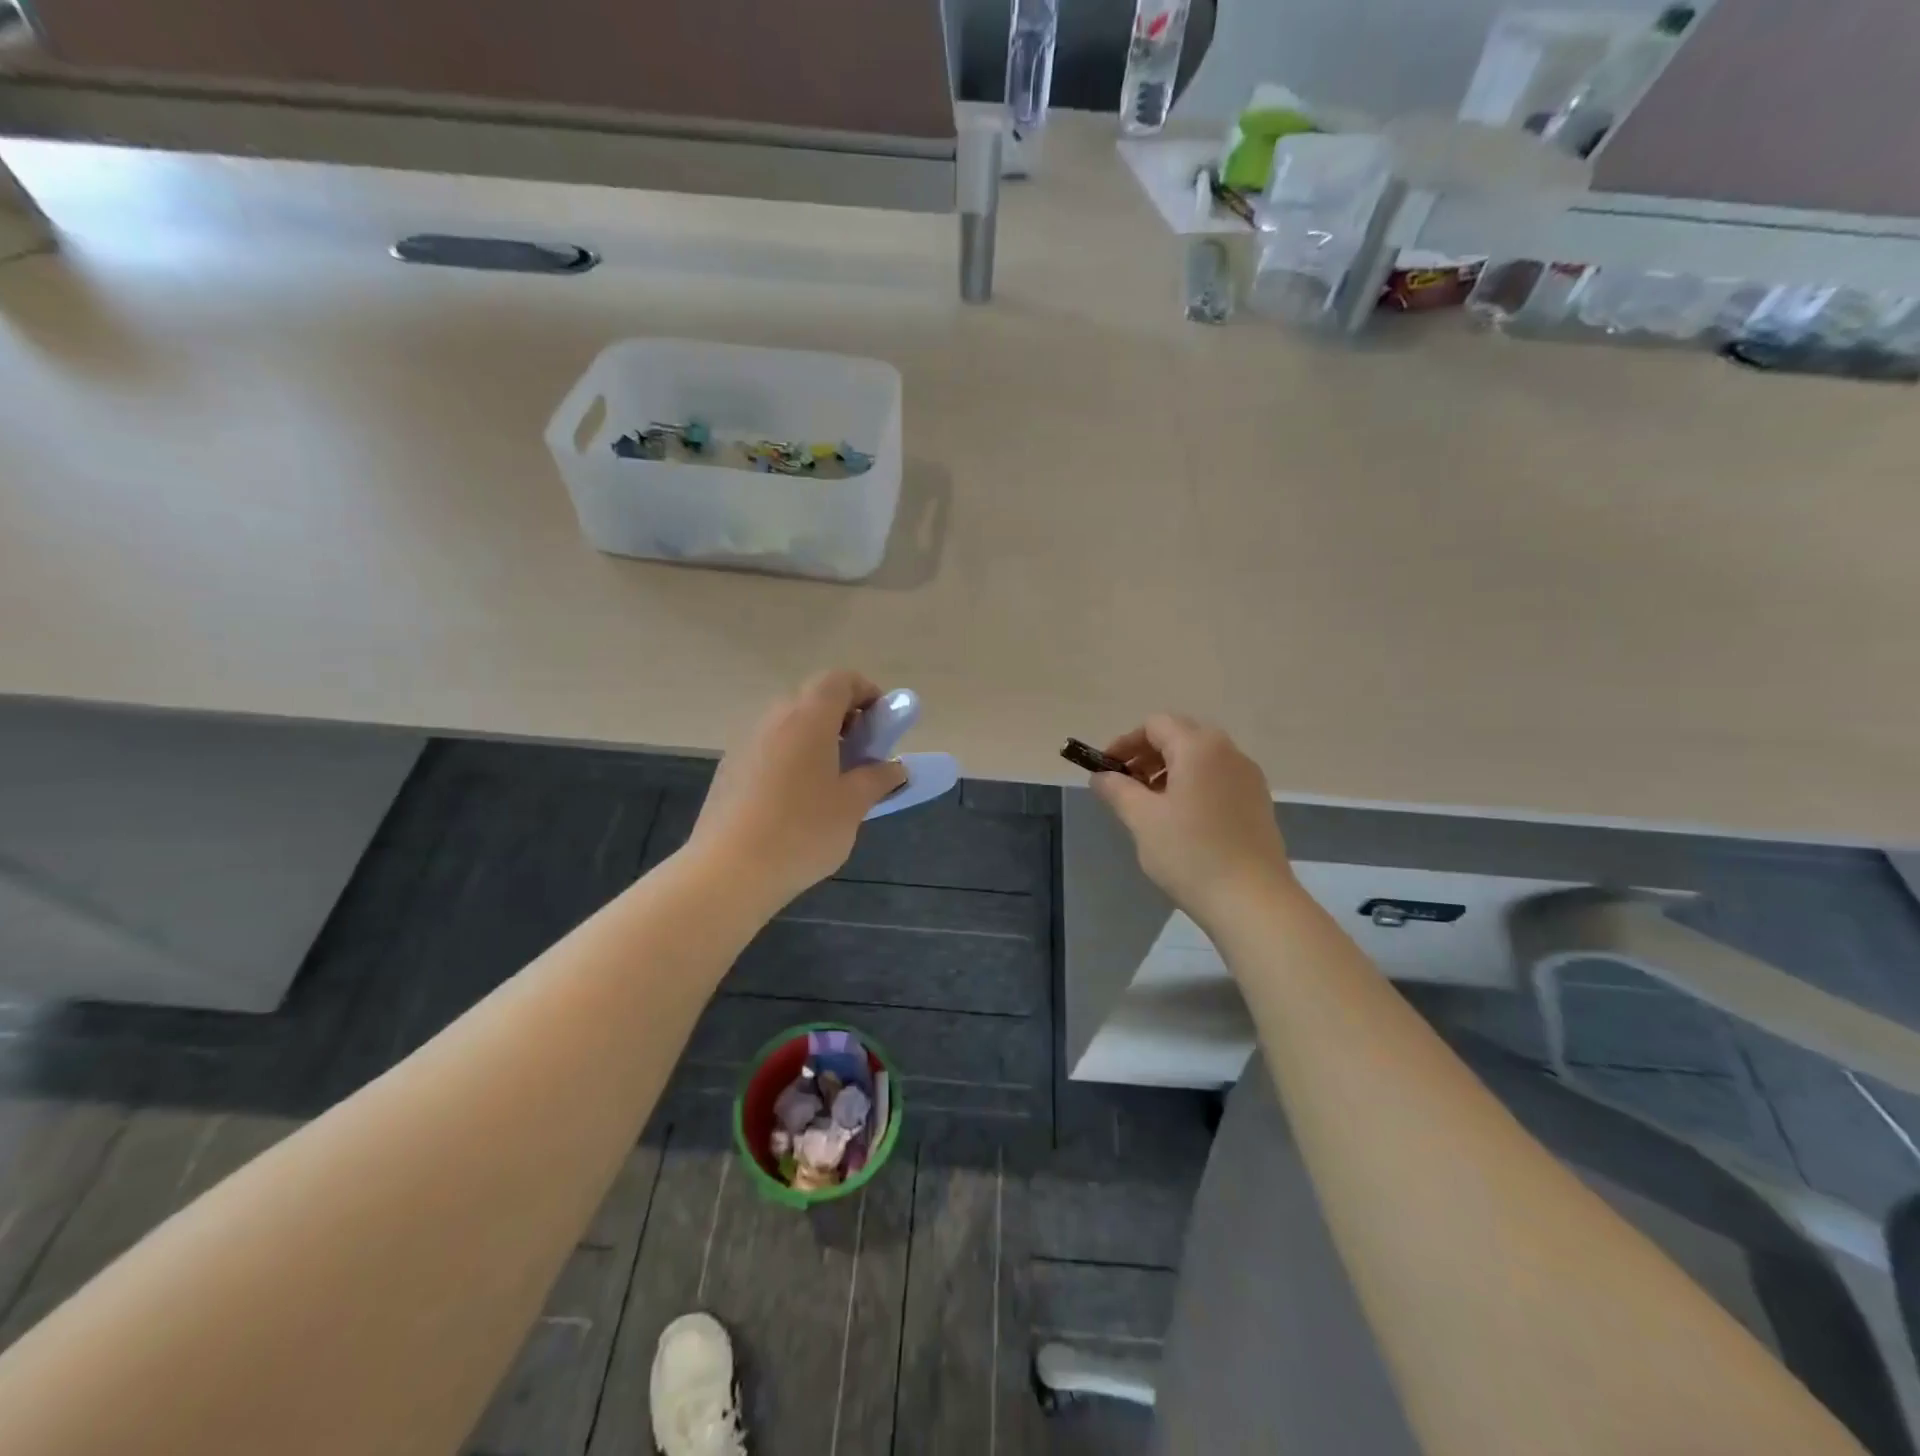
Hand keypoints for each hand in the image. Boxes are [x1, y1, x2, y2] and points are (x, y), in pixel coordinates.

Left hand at [687, 671, 908, 905]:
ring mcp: (746, 741)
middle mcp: (774, 718)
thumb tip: (895, 768)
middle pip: (813, 699)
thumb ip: (878, 778)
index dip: (866, 693)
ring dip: (817, 739)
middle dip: (844, 718)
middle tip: (862, 755)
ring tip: (832, 781)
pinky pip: (770, 747)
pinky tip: (797, 800)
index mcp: (808, 718)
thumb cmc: (802, 831)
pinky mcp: (730, 767)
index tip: (881, 725)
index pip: (839, 680)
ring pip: (790, 724)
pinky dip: (792, 757)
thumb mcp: (853, 805)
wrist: (728, 871)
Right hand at [1087, 715, 1295, 928]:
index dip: (1125, 743)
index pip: (1155, 725)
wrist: (1253, 901)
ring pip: (1200, 759)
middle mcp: (1229, 752)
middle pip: (1180, 736)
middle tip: (1125, 786)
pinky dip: (1192, 786)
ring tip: (1149, 806)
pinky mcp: (1257, 802)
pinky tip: (1180, 821)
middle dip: (1147, 755)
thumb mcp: (1142, 819)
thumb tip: (1101, 776)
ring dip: (1168, 771)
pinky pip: (1217, 779)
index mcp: (1199, 747)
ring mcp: (1248, 777)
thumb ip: (1117, 790)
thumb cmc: (1191, 854)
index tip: (1106, 770)